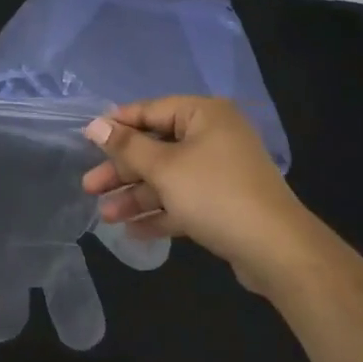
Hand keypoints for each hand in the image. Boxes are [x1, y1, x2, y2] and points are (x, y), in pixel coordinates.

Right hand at [81, 97, 312, 291]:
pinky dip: (159, 213)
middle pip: (156, 147)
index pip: (151, 111)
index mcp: (204, 115)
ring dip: (136, 196)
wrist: (276, 250)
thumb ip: (127, 146)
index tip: (86, 141)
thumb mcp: (164, 168)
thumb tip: (94, 124)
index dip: (117, 126)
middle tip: (89, 187)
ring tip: (106, 216)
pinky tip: (132, 231)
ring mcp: (220, 172)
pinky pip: (183, 201)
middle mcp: (213, 137)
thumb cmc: (215, 194)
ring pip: (167, 178)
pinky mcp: (223, 204)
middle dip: (122, 170)